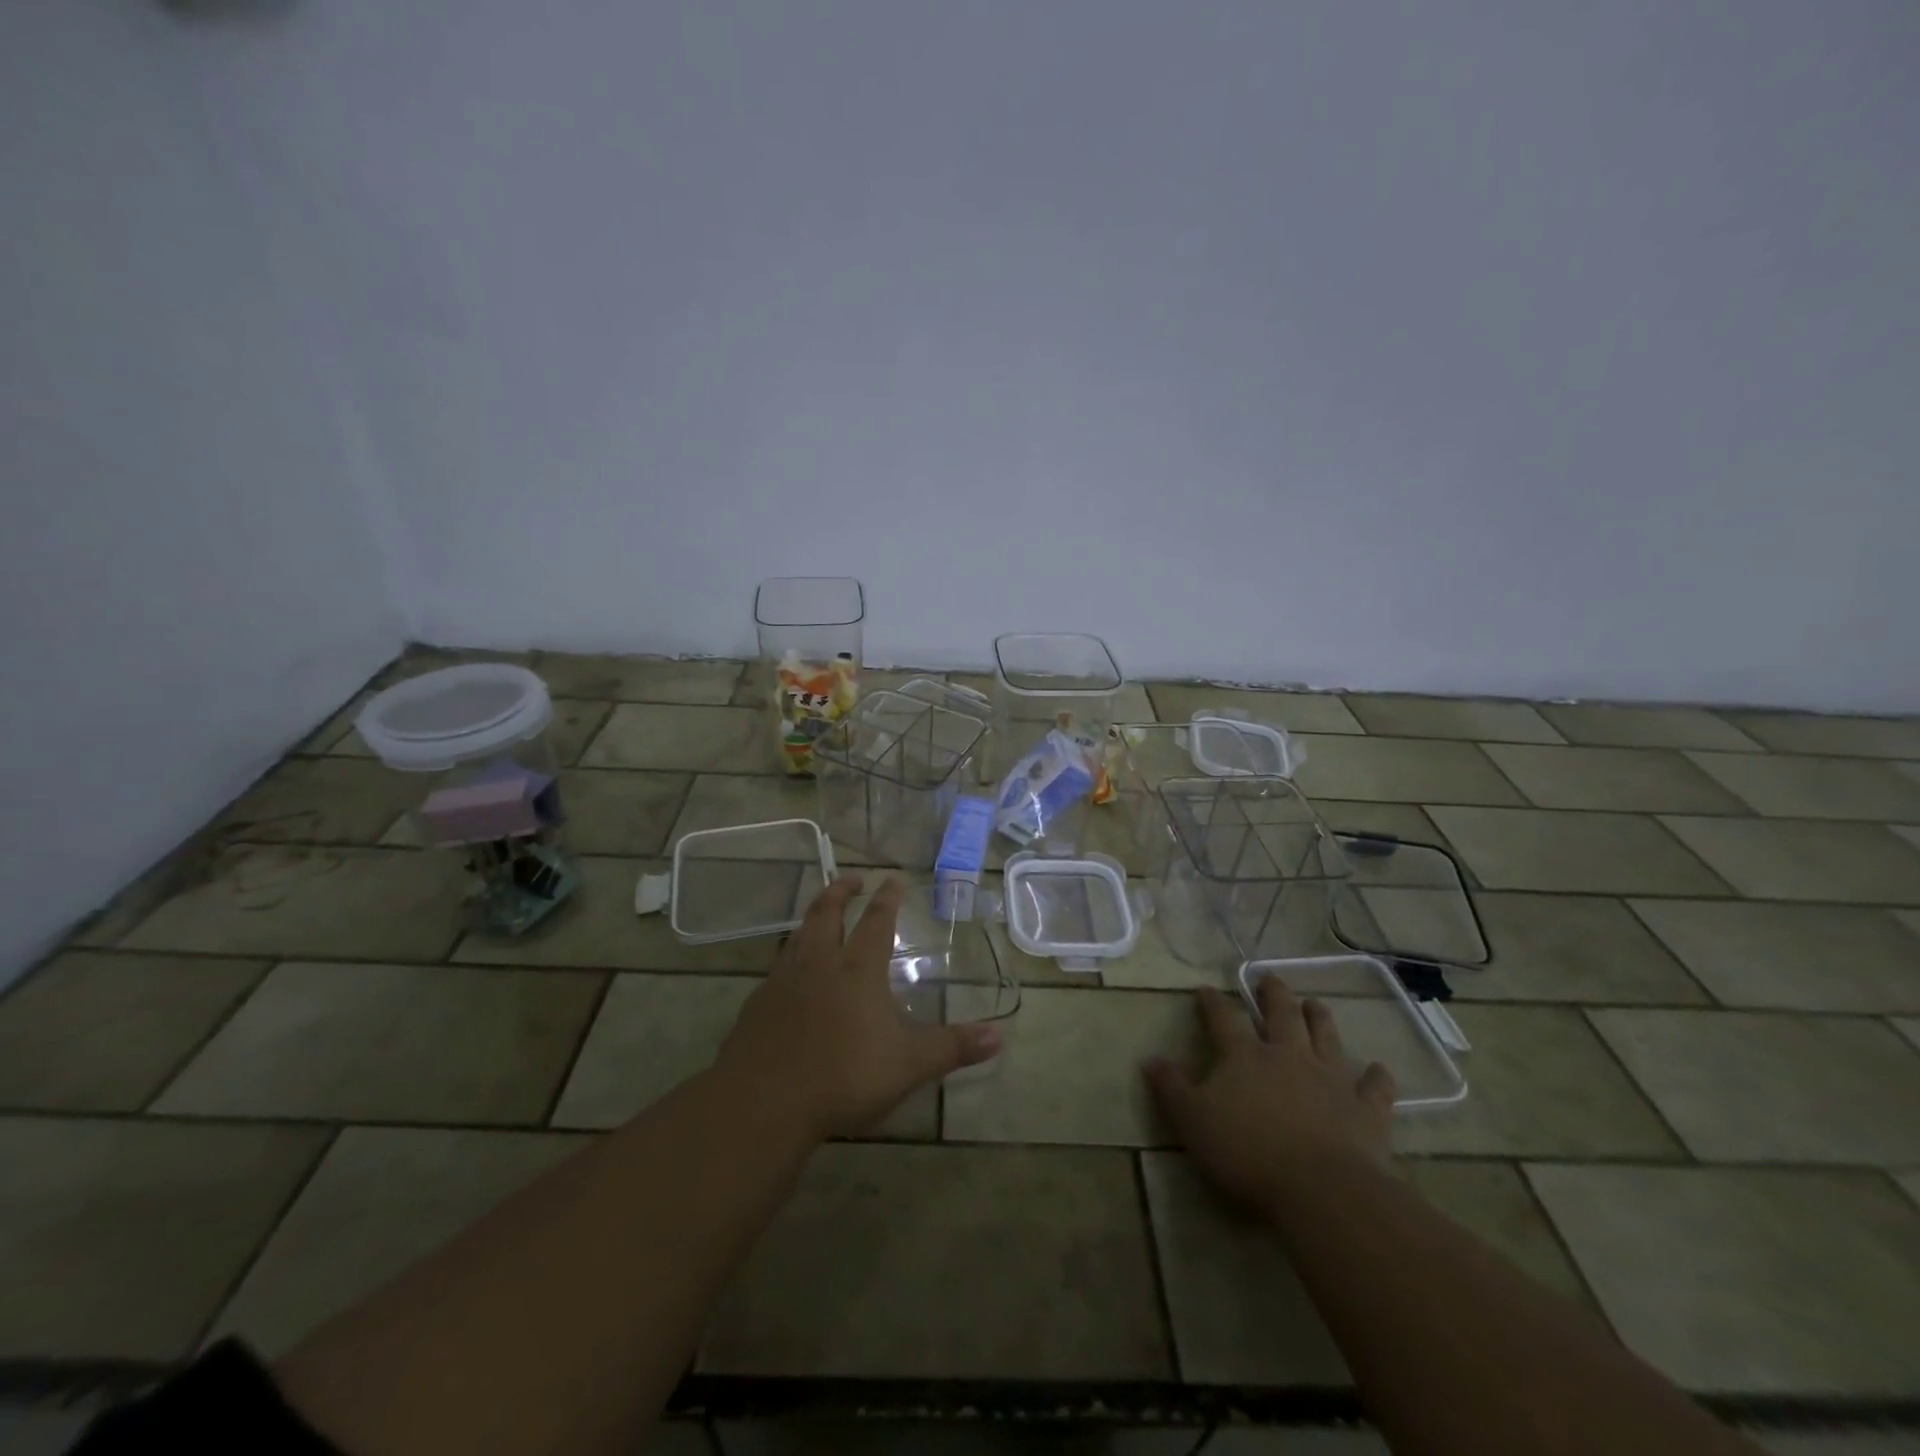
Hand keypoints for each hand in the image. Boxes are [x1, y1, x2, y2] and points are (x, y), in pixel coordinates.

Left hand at [718, 875, 1001, 1141]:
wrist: (764, 1102)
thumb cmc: (844, 1076)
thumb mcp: (909, 1065)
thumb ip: (952, 1047)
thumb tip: (1000, 1035)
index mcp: (857, 970)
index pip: (876, 921)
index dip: (887, 898)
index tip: (893, 878)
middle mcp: (819, 964)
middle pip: (828, 913)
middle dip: (841, 891)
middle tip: (851, 879)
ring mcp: (783, 981)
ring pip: (798, 935)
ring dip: (813, 917)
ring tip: (820, 913)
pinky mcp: (757, 1004)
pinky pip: (777, 968)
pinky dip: (789, 957)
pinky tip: (789, 973)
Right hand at [1146, 980, 1395, 1213]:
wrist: (1321, 1188)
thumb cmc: (1247, 1152)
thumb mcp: (1192, 1121)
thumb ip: (1171, 1088)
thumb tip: (1150, 1058)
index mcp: (1244, 1056)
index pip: (1223, 1018)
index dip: (1213, 1002)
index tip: (1206, 989)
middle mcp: (1288, 1055)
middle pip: (1281, 1014)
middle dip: (1274, 994)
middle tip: (1271, 978)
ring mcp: (1331, 1079)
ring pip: (1326, 1037)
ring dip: (1320, 1019)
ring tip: (1316, 1004)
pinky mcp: (1366, 1109)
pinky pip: (1375, 1087)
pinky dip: (1377, 1077)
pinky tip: (1378, 1069)